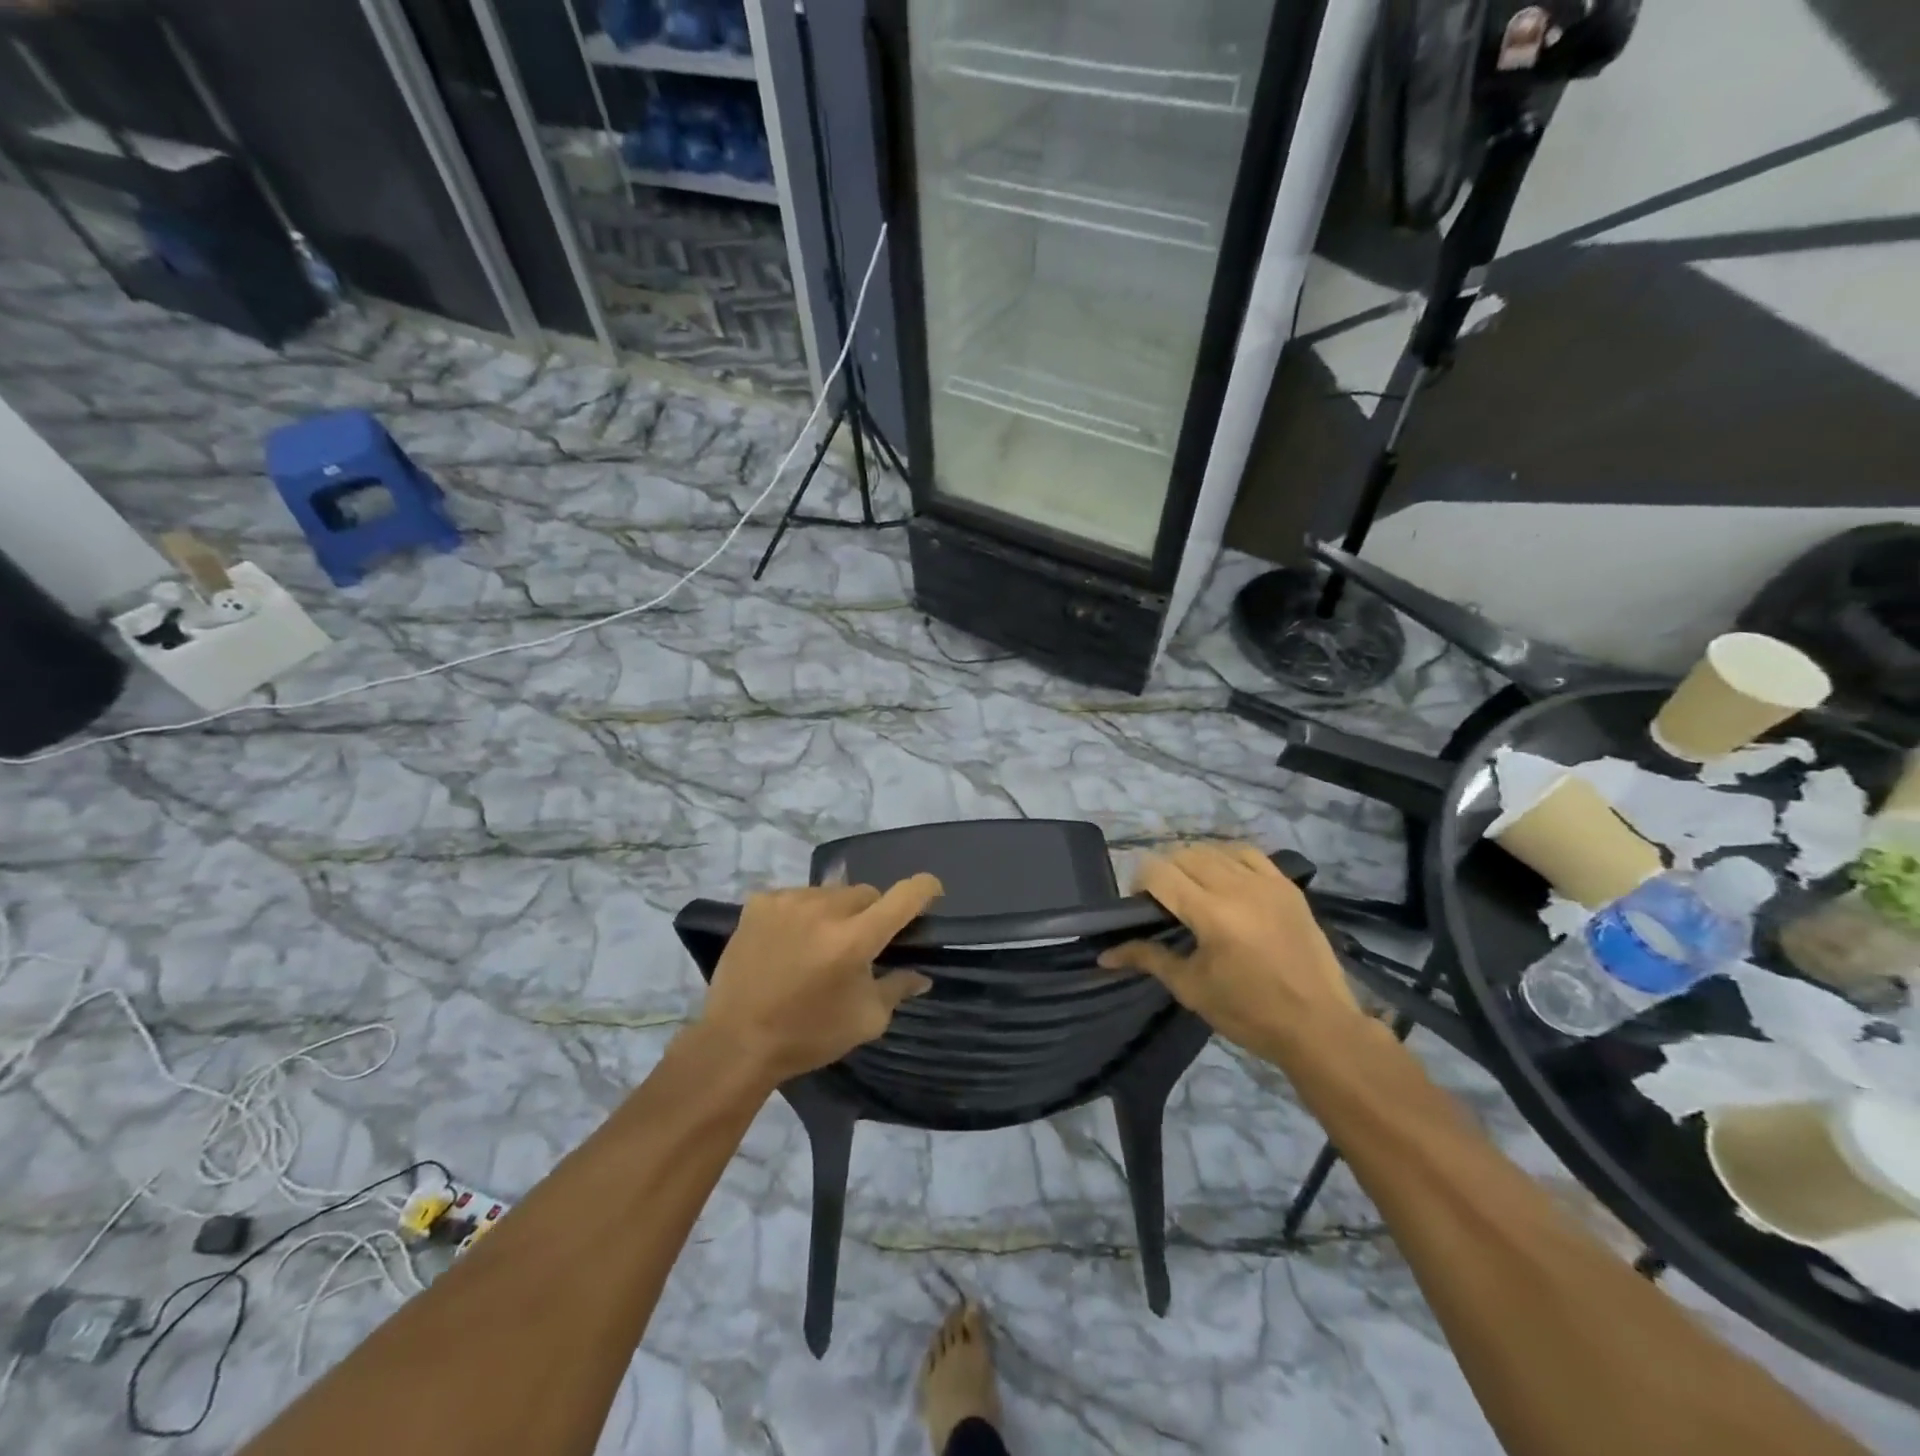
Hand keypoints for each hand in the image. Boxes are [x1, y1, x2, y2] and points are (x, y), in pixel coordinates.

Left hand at [698, 875, 942, 1085]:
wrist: (736, 1042)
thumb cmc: (808, 1035)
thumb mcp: (866, 1021)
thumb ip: (898, 988)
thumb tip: (921, 975)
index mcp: (855, 939)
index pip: (903, 896)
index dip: (924, 889)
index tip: (931, 891)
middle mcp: (824, 909)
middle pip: (866, 893)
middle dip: (871, 913)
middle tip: (861, 942)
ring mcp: (788, 901)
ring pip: (830, 892)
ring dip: (835, 911)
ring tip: (820, 942)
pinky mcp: (759, 903)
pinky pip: (795, 896)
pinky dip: (801, 913)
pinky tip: (790, 939)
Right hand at [1098, 844, 1360, 1051]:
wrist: (1318, 1026)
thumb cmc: (1249, 1013)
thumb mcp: (1191, 988)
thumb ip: (1148, 959)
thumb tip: (1105, 955)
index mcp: (1210, 914)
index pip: (1158, 872)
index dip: (1139, 882)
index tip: (1140, 906)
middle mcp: (1237, 887)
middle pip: (1183, 855)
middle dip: (1164, 872)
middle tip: (1164, 902)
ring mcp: (1266, 882)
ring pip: (1214, 850)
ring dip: (1194, 863)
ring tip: (1194, 890)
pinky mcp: (1287, 886)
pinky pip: (1249, 853)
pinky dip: (1227, 858)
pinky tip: (1225, 878)